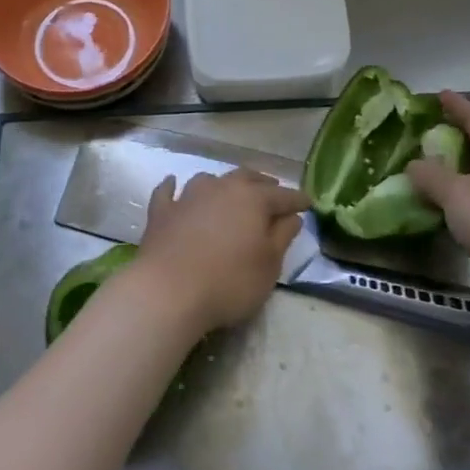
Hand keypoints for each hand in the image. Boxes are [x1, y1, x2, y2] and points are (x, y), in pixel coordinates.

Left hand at [134, 170, 309, 335]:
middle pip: (246, 178)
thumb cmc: (229, 281)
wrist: (168, 291)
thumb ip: (282, 237)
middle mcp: (221, 188)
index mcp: (252, 199)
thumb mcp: (269, 265)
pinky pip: (167, 191)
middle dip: (262, 184)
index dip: (297, 199)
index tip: (308, 202)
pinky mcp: (161, 211)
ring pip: (209, 180)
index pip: (282, 196)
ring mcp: (188, 196)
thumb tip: (292, 216)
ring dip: (222, 184)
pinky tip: (173, 184)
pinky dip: (173, 187)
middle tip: (273, 190)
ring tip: (229, 191)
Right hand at [405, 92, 469, 310]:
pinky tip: (452, 206)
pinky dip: (468, 196)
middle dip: (461, 135)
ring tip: (437, 167)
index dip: (457, 106)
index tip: (440, 95)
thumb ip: (431, 176)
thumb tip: (414, 164)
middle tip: (434, 129)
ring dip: (463, 168)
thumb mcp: (456, 194)